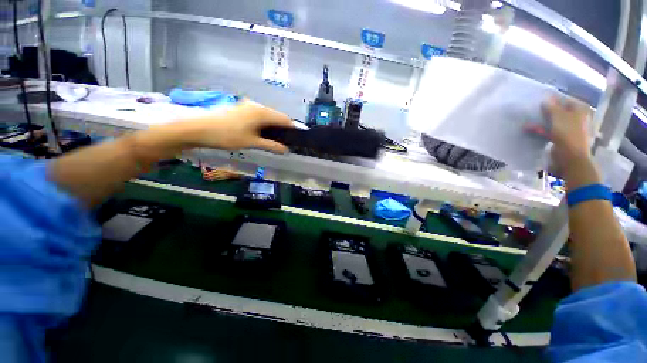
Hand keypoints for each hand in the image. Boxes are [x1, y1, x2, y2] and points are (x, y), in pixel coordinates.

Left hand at [182, 101, 293, 152]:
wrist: (198, 128)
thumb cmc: (227, 136)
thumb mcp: (252, 143)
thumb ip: (271, 146)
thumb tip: (286, 150)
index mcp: (262, 113)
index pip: (284, 119)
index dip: (293, 128)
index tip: (297, 137)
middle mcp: (257, 105)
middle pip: (276, 116)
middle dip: (283, 128)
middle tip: (286, 141)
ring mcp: (247, 105)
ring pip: (267, 115)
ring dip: (273, 126)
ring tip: (275, 138)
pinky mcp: (240, 108)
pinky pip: (258, 115)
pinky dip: (264, 123)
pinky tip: (262, 132)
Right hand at [526, 96, 592, 169]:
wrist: (570, 157)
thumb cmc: (568, 134)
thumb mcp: (558, 117)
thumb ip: (551, 107)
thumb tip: (545, 99)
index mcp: (580, 109)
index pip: (565, 100)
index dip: (553, 100)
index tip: (539, 101)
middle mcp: (577, 117)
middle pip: (559, 112)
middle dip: (545, 112)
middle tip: (533, 111)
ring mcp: (569, 129)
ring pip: (553, 122)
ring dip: (540, 123)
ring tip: (526, 123)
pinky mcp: (562, 138)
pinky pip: (550, 131)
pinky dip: (540, 131)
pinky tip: (529, 130)